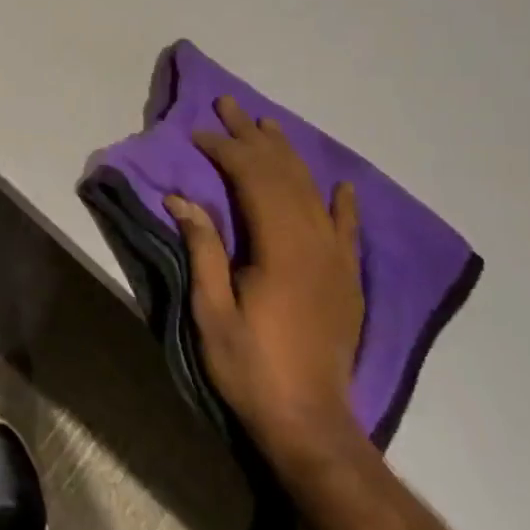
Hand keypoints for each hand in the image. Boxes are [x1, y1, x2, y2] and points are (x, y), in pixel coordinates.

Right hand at [168, 95, 364, 466]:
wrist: (311, 424)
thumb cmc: (251, 367)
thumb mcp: (212, 310)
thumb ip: (203, 250)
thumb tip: (181, 198)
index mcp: (280, 248)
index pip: (253, 179)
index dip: (225, 150)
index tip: (198, 133)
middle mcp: (314, 243)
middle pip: (284, 175)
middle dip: (253, 137)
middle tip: (229, 105)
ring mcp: (337, 261)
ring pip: (313, 192)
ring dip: (288, 155)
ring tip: (267, 125)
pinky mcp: (348, 281)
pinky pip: (348, 230)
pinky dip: (343, 204)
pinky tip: (341, 185)